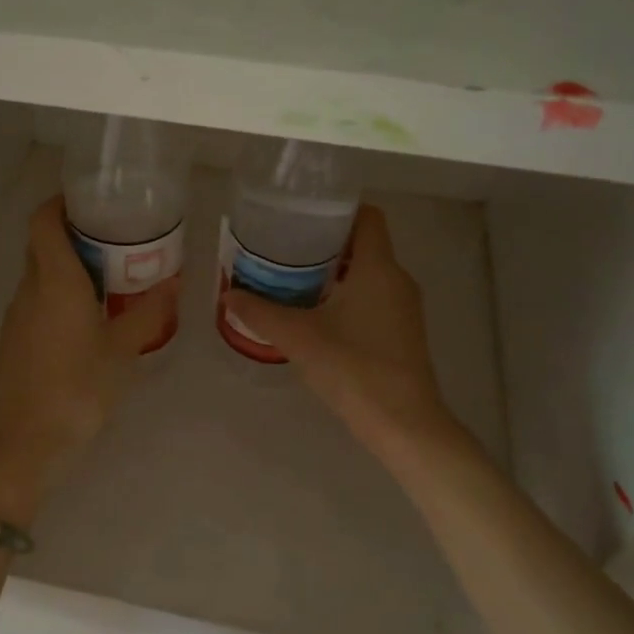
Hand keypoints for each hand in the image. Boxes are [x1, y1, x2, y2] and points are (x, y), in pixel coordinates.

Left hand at [0, 196, 178, 520]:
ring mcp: (17, 314)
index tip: (91, 200)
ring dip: (67, 265)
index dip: (60, 202)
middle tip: (114, 237)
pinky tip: (89, 316)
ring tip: (109, 275)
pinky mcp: (14, 338)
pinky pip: (36, 299)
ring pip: (39, 273)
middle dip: (72, 233)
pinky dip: (59, 293)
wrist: (27, 441)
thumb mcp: (123, 350)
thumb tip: (173, 283)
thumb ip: (148, 313)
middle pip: (41, 243)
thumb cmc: (78, 388)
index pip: (43, 221)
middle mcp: (29, 289)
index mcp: (55, 282)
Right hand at [224, 205, 469, 462]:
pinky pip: (372, 296)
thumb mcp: (299, 337)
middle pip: (364, 243)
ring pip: (368, 272)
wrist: (404, 424)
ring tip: (291, 277)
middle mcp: (397, 279)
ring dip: (334, 270)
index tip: (302, 215)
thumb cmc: (354, 368)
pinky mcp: (401, 331)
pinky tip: (314, 312)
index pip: (367, 216)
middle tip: (285, 246)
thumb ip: (261, 312)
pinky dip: (346, 294)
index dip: (337, 209)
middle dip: (325, 241)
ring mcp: (403, 307)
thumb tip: (229, 294)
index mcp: (379, 268)